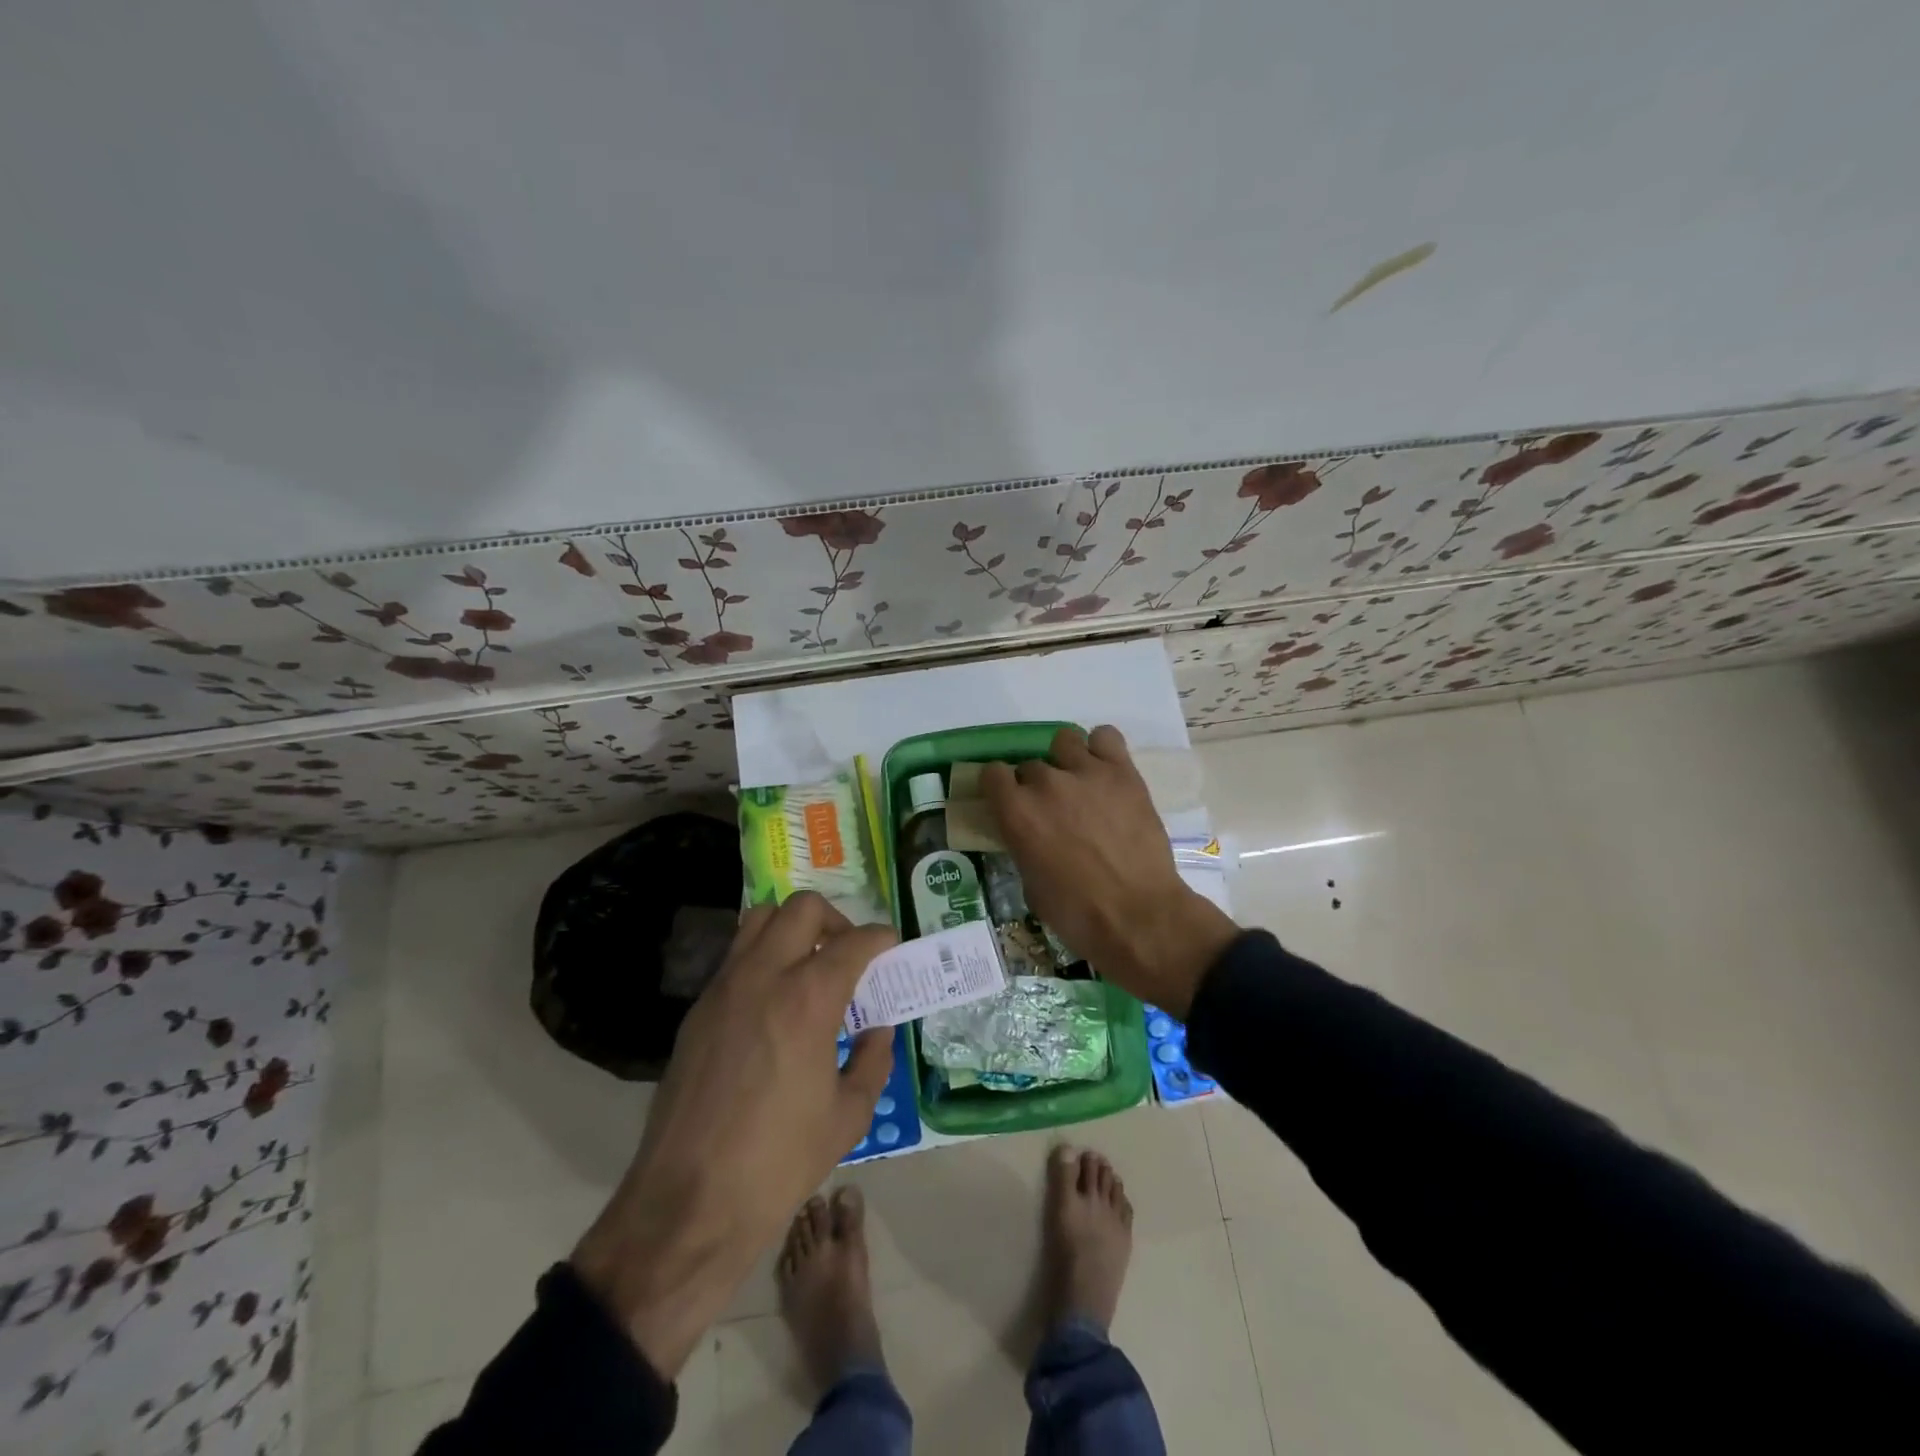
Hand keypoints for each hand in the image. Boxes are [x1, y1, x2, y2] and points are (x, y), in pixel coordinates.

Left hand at [571, 893, 895, 1377]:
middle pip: (802, 909)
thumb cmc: (778, 1163)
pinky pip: (735, 958)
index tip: (890, 946)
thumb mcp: (848, 1116)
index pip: (853, 942)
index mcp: (808, 999)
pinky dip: (762, 959)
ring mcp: (723, 989)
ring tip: (808, 967)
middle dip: (835, 920)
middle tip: (848, 955)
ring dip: (792, 929)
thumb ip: (873, 1060)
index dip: (880, 938)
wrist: (688, 1204)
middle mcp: (763, 976)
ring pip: (759, 919)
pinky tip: (773, 1004)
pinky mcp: (697, 1010)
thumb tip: (876, 1029)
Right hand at [982, 725, 1237, 1017]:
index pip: (992, 774)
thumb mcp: (1031, 884)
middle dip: (1036, 785)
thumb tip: (1031, 836)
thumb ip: (1024, 846)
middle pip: (1030, 765)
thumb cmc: (1077, 914)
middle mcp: (1045, 783)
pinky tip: (1105, 771)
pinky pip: (1106, 736)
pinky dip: (1101, 749)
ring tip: (1079, 783)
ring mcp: (1086, 772)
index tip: (1008, 802)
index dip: (999, 788)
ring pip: (1064, 741)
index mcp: (1016, 812)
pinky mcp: (1122, 772)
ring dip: (1065, 759)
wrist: (1138, 916)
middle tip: (1053, 810)